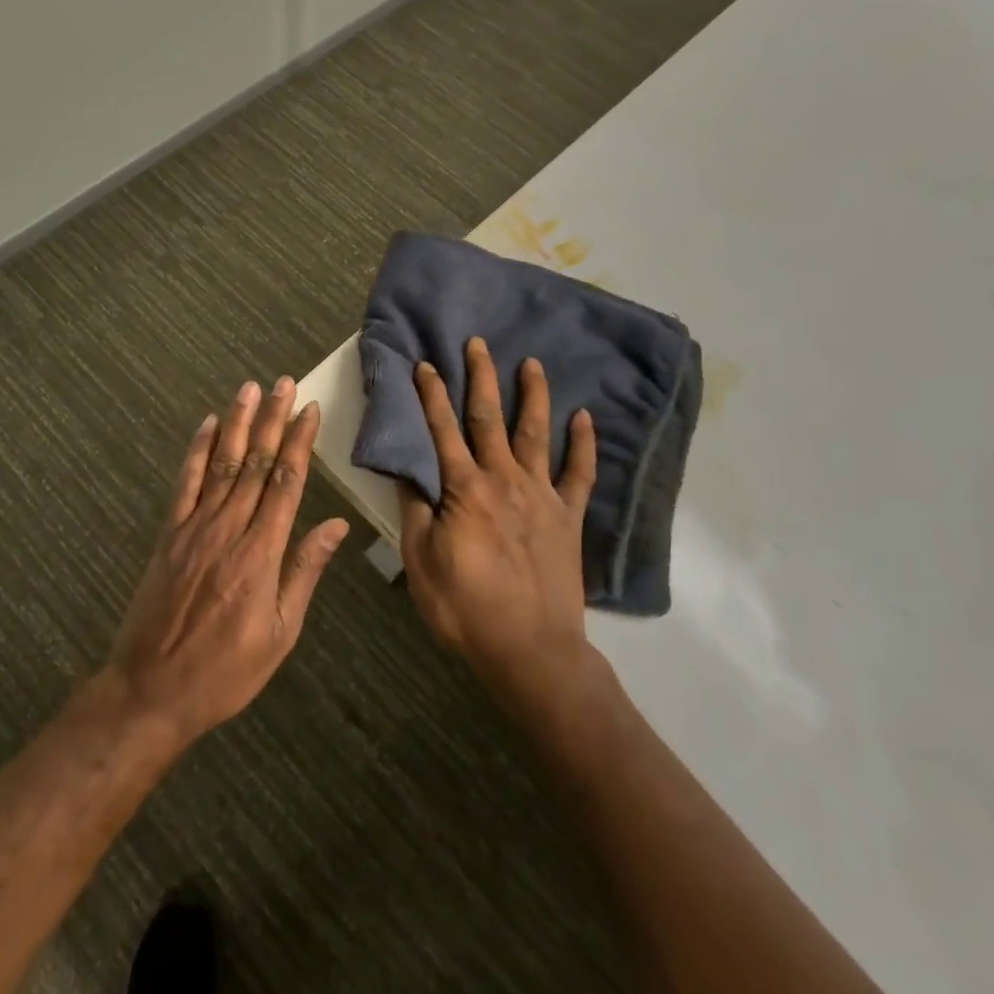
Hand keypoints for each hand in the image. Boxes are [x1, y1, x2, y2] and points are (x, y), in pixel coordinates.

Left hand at [107, 377, 348, 746]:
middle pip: (256, 463)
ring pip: (222, 464)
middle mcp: (229, 529)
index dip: (299, 443)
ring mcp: (194, 528)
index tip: (309, 410)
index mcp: (261, 553)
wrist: (151, 691)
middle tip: (284, 383)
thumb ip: (306, 572)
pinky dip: (197, 451)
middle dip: (272, 420)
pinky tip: (206, 425)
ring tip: (249, 389)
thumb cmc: (226, 670)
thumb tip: (337, 526)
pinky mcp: (168, 534)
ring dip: (237, 423)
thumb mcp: (281, 633)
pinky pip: (185, 484)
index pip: (286, 483)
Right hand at [398, 338, 597, 700]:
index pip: (442, 431)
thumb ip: (416, 511)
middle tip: (477, 343)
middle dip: (481, 378)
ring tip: (531, 362)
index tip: (425, 363)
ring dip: (533, 395)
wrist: (531, 650)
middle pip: (489, 418)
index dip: (431, 395)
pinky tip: (585, 417)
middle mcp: (504, 480)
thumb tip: (408, 470)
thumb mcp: (421, 563)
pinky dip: (584, 443)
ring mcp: (542, 495)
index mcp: (465, 490)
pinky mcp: (569, 516)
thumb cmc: (466, 609)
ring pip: (536, 433)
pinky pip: (580, 473)